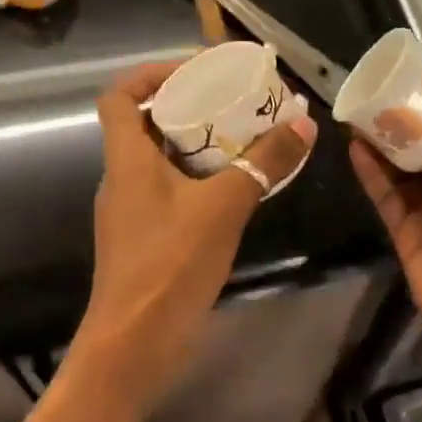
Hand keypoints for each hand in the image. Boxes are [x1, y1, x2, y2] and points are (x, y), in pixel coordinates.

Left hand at [67, 61, 317, 415]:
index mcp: (127, 159)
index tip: (194, 70)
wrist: (132, 351)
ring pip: (163, 157)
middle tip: (234, 99)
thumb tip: (303, 123)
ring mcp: (133, 210)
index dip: (150, 74)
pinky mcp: (147, 237)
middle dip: (189, 104)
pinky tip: (239, 184)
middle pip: (146, 122)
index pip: (118, 95)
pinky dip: (202, 176)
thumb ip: (263, 163)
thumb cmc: (168, 266)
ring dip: (200, 142)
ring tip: (245, 134)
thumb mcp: (224, 207)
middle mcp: (123, 177)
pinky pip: (173, 188)